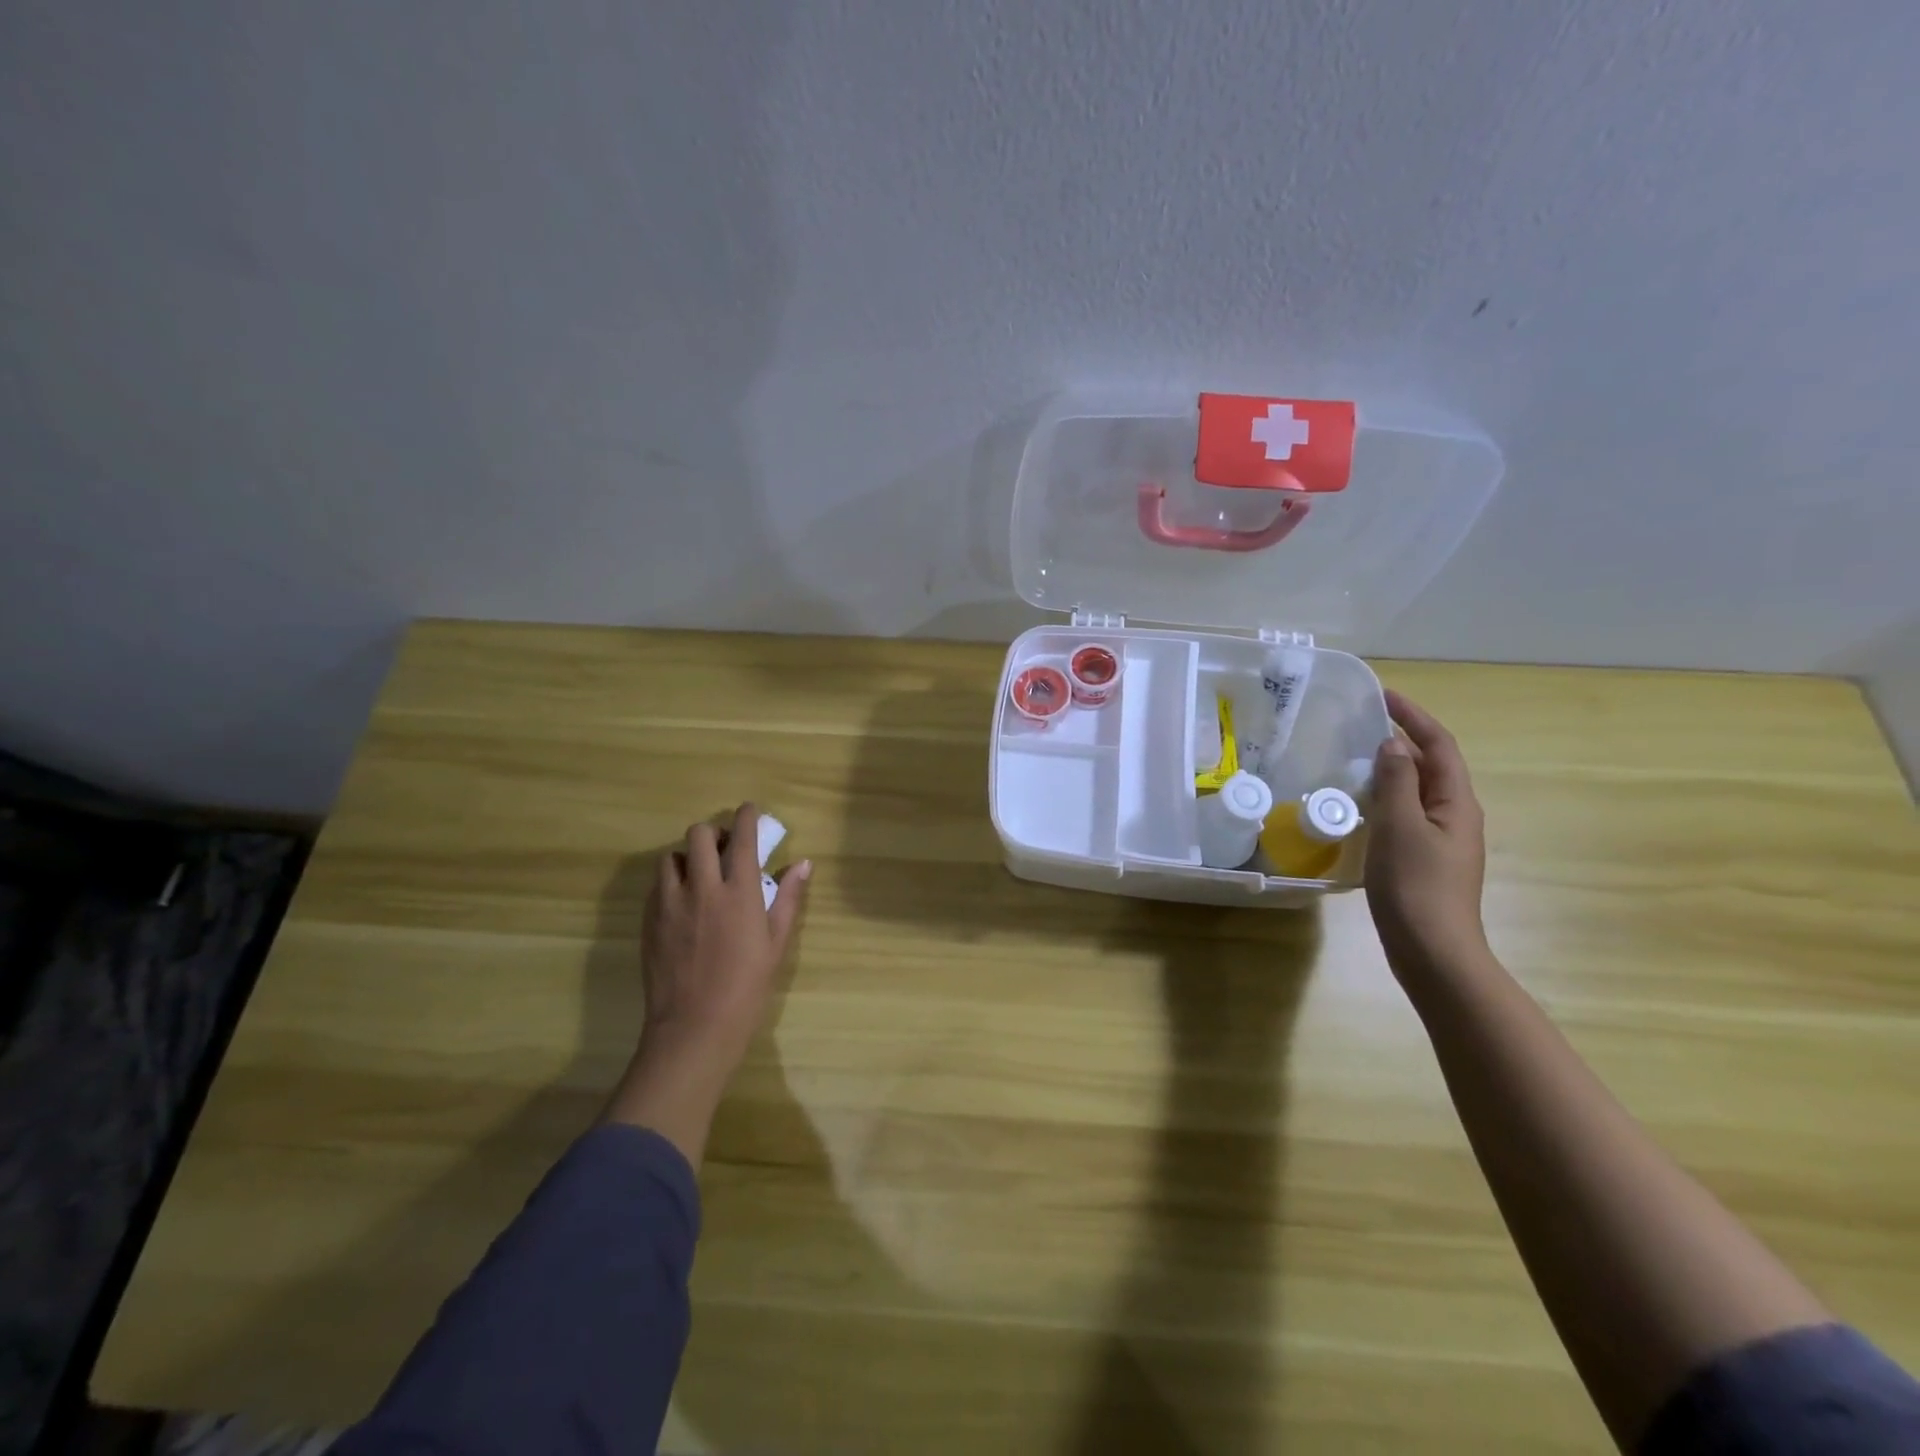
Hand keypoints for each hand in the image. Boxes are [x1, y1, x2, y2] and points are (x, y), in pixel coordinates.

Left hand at [604, 804, 810, 1164]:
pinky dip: (671, 882)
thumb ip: (787, 898)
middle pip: (698, 835)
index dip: (747, 817)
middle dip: (714, 833)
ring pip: (671, 857)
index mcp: (738, 892)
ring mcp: (670, 904)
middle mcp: (701, 888)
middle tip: (725, 849)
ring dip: (688, 857)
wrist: (694, 1028)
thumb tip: (803, 864)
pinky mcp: (649, 921)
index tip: (750, 810)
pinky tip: (684, 902)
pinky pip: (657, 886)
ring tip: (700, 875)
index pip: (742, 838)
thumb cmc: (747, 987)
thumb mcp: (776, 943)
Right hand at [1364, 691, 1488, 976]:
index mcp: (1456, 803)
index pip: (1439, 746)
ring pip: (1418, 791)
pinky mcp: (1425, 859)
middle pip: (1431, 766)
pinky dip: (1386, 798)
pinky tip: (1360, 805)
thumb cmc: (1416, 886)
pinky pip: (1406, 814)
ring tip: (1354, 758)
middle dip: (1402, 740)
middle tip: (1360, 724)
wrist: (1433, 951)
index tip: (1382, 695)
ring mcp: (1442, 840)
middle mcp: (1456, 816)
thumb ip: (1396, 782)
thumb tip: (1393, 744)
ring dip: (1392, 769)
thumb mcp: (1400, 827)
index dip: (1414, 717)